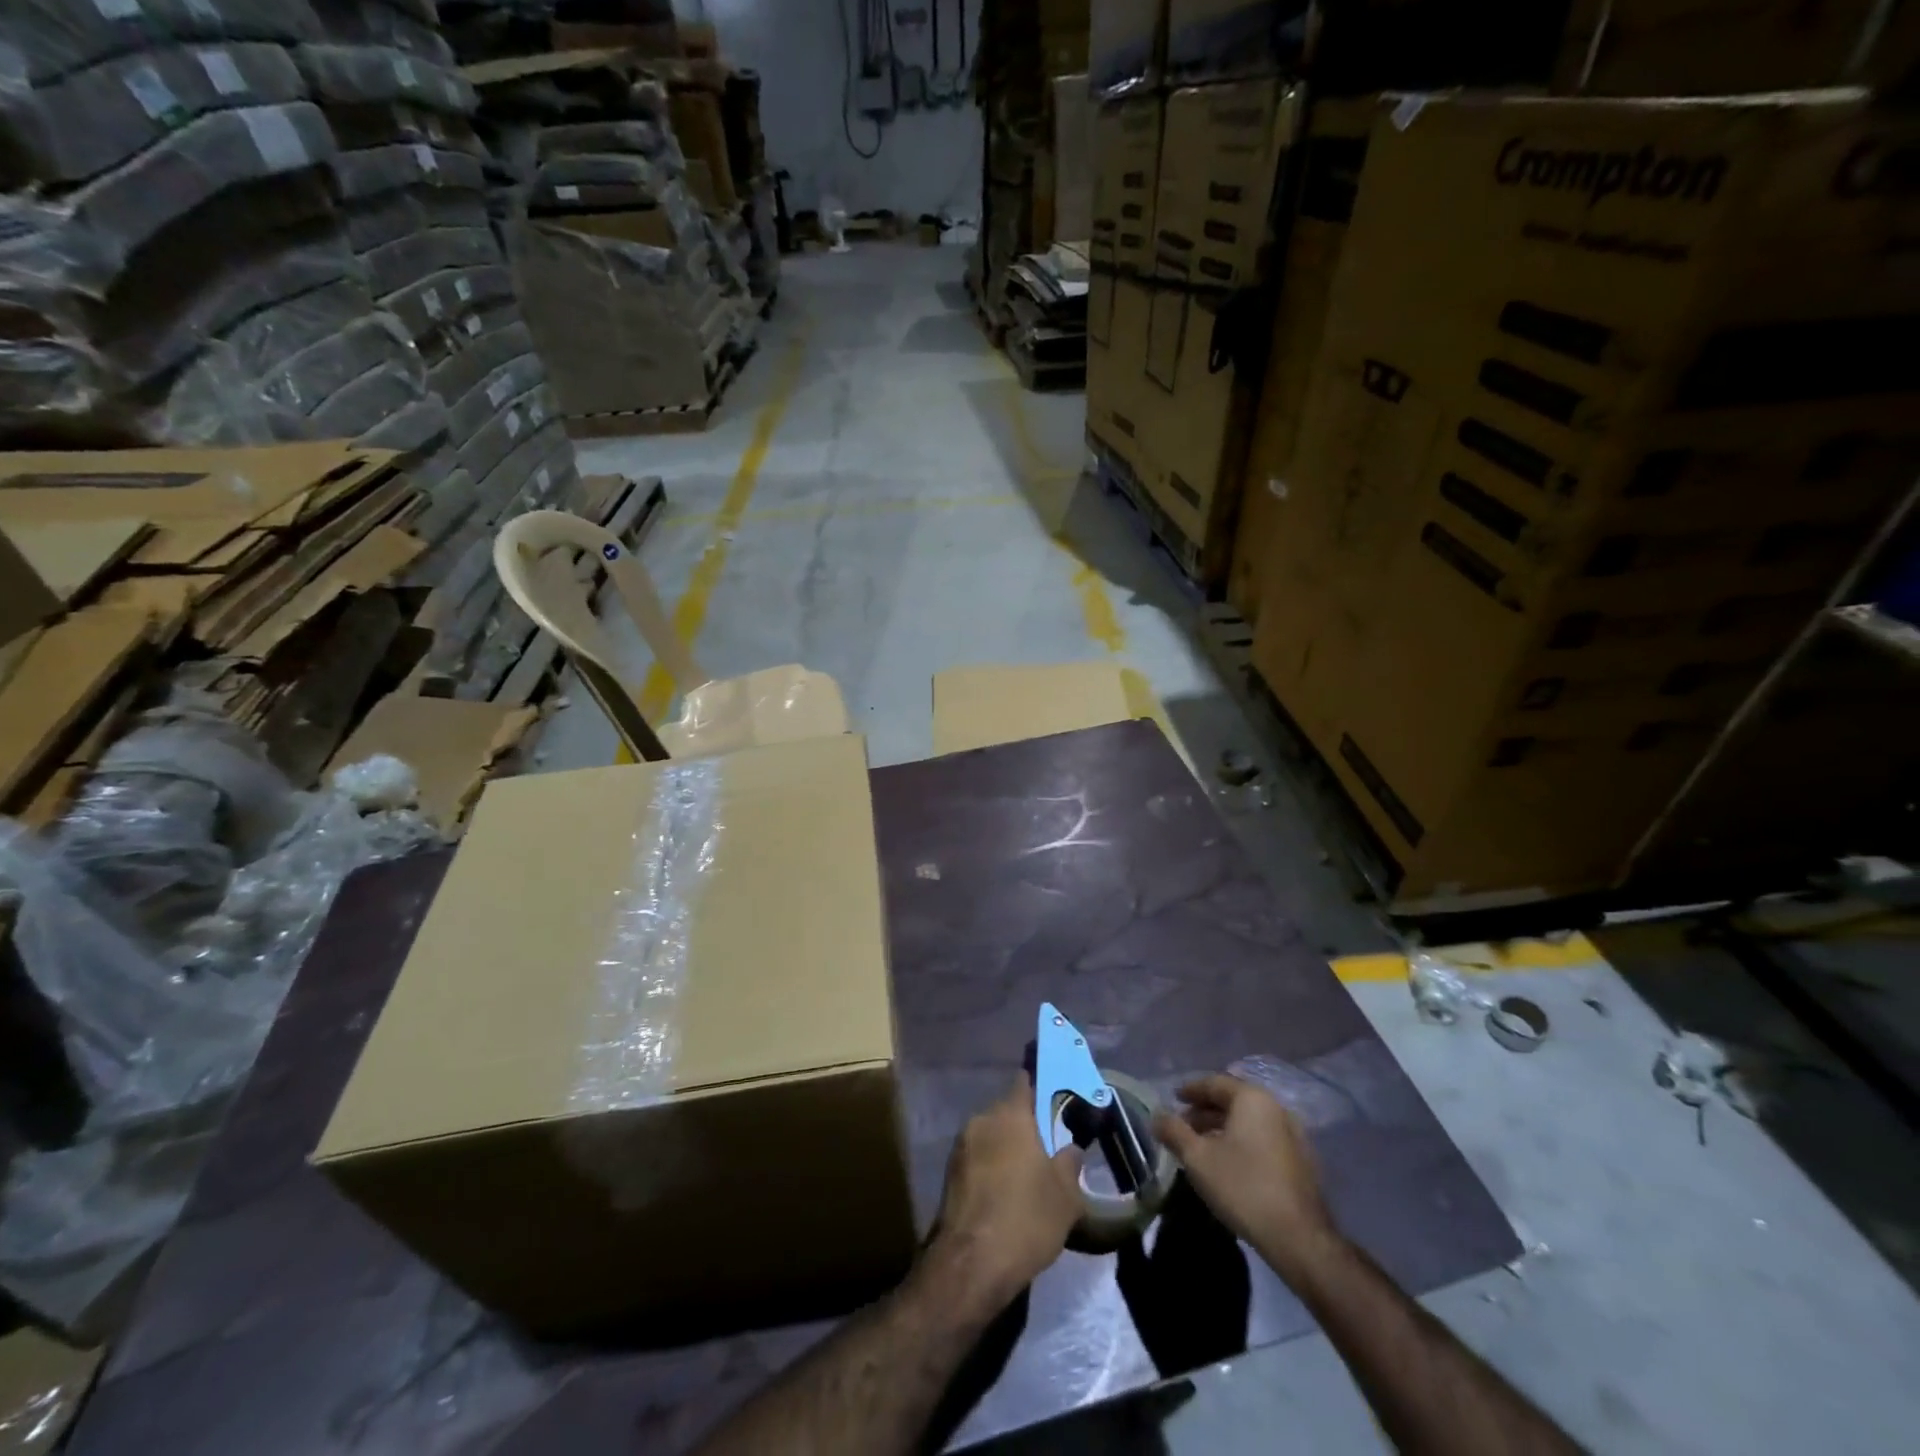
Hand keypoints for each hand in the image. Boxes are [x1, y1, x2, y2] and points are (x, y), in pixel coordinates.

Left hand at [930, 1074, 1082, 1310]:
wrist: (971, 1264)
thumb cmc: (1026, 1219)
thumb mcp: (1066, 1196)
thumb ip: (1070, 1163)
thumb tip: (1070, 1148)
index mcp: (1011, 1114)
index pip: (1025, 1082)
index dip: (1041, 1087)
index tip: (1056, 1100)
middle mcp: (982, 1119)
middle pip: (1008, 1111)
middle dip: (1026, 1125)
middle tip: (1047, 1148)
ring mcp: (961, 1145)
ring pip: (991, 1135)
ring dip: (1006, 1148)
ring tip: (1027, 1177)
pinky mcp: (949, 1172)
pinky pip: (977, 1158)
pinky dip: (991, 1168)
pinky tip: (1005, 1196)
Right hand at [1153, 1073, 1337, 1283]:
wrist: (1299, 1238)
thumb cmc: (1243, 1187)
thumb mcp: (1197, 1158)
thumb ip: (1174, 1131)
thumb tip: (1156, 1116)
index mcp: (1252, 1099)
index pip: (1215, 1083)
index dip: (1190, 1089)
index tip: (1173, 1098)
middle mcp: (1276, 1108)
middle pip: (1233, 1101)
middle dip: (1205, 1111)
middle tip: (1183, 1125)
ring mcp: (1293, 1135)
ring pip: (1249, 1122)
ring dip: (1223, 1128)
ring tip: (1202, 1146)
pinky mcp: (1302, 1161)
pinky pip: (1263, 1139)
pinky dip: (1242, 1142)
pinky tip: (1229, 1163)